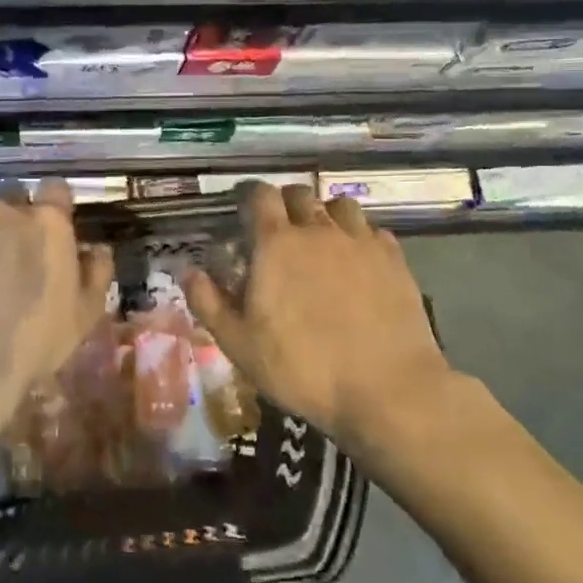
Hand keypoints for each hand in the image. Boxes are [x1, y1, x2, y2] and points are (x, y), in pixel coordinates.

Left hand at [0, 179, 113, 451]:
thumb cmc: (33, 340)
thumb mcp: (84, 315)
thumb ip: (97, 274)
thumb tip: (98, 249)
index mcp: (48, 223)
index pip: (56, 190)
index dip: (54, 204)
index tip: (52, 223)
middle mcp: (4, 209)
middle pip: (11, 190)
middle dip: (12, 207)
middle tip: (9, 238)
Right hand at [183, 184, 472, 455]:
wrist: (387, 389)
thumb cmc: (302, 368)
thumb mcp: (239, 344)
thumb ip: (208, 302)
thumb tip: (188, 270)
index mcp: (276, 243)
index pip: (259, 196)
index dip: (248, 197)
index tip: (242, 211)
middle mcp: (318, 230)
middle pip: (299, 193)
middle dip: (284, 203)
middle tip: (278, 230)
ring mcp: (361, 241)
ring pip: (339, 205)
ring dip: (324, 214)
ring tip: (320, 239)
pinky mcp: (395, 259)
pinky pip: (372, 230)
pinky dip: (358, 236)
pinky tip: (357, 261)